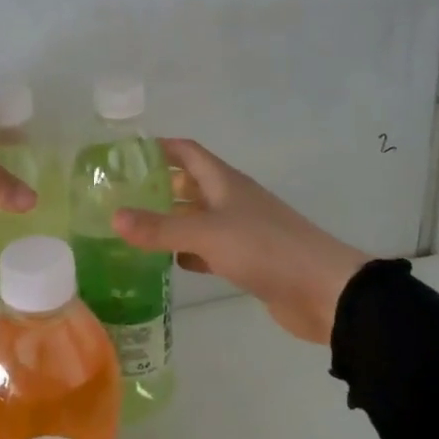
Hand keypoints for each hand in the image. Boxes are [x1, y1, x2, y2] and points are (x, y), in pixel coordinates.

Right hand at [112, 139, 368, 344]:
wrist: (324, 291)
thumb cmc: (265, 249)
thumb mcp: (207, 234)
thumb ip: (161, 228)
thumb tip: (114, 217)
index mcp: (225, 182)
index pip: (187, 152)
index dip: (159, 147)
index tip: (125, 154)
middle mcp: (231, 200)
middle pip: (190, 184)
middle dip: (158, 186)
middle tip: (119, 195)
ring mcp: (241, 231)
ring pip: (197, 218)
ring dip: (170, 220)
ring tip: (132, 227)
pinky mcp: (247, 260)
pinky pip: (209, 249)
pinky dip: (187, 252)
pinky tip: (166, 262)